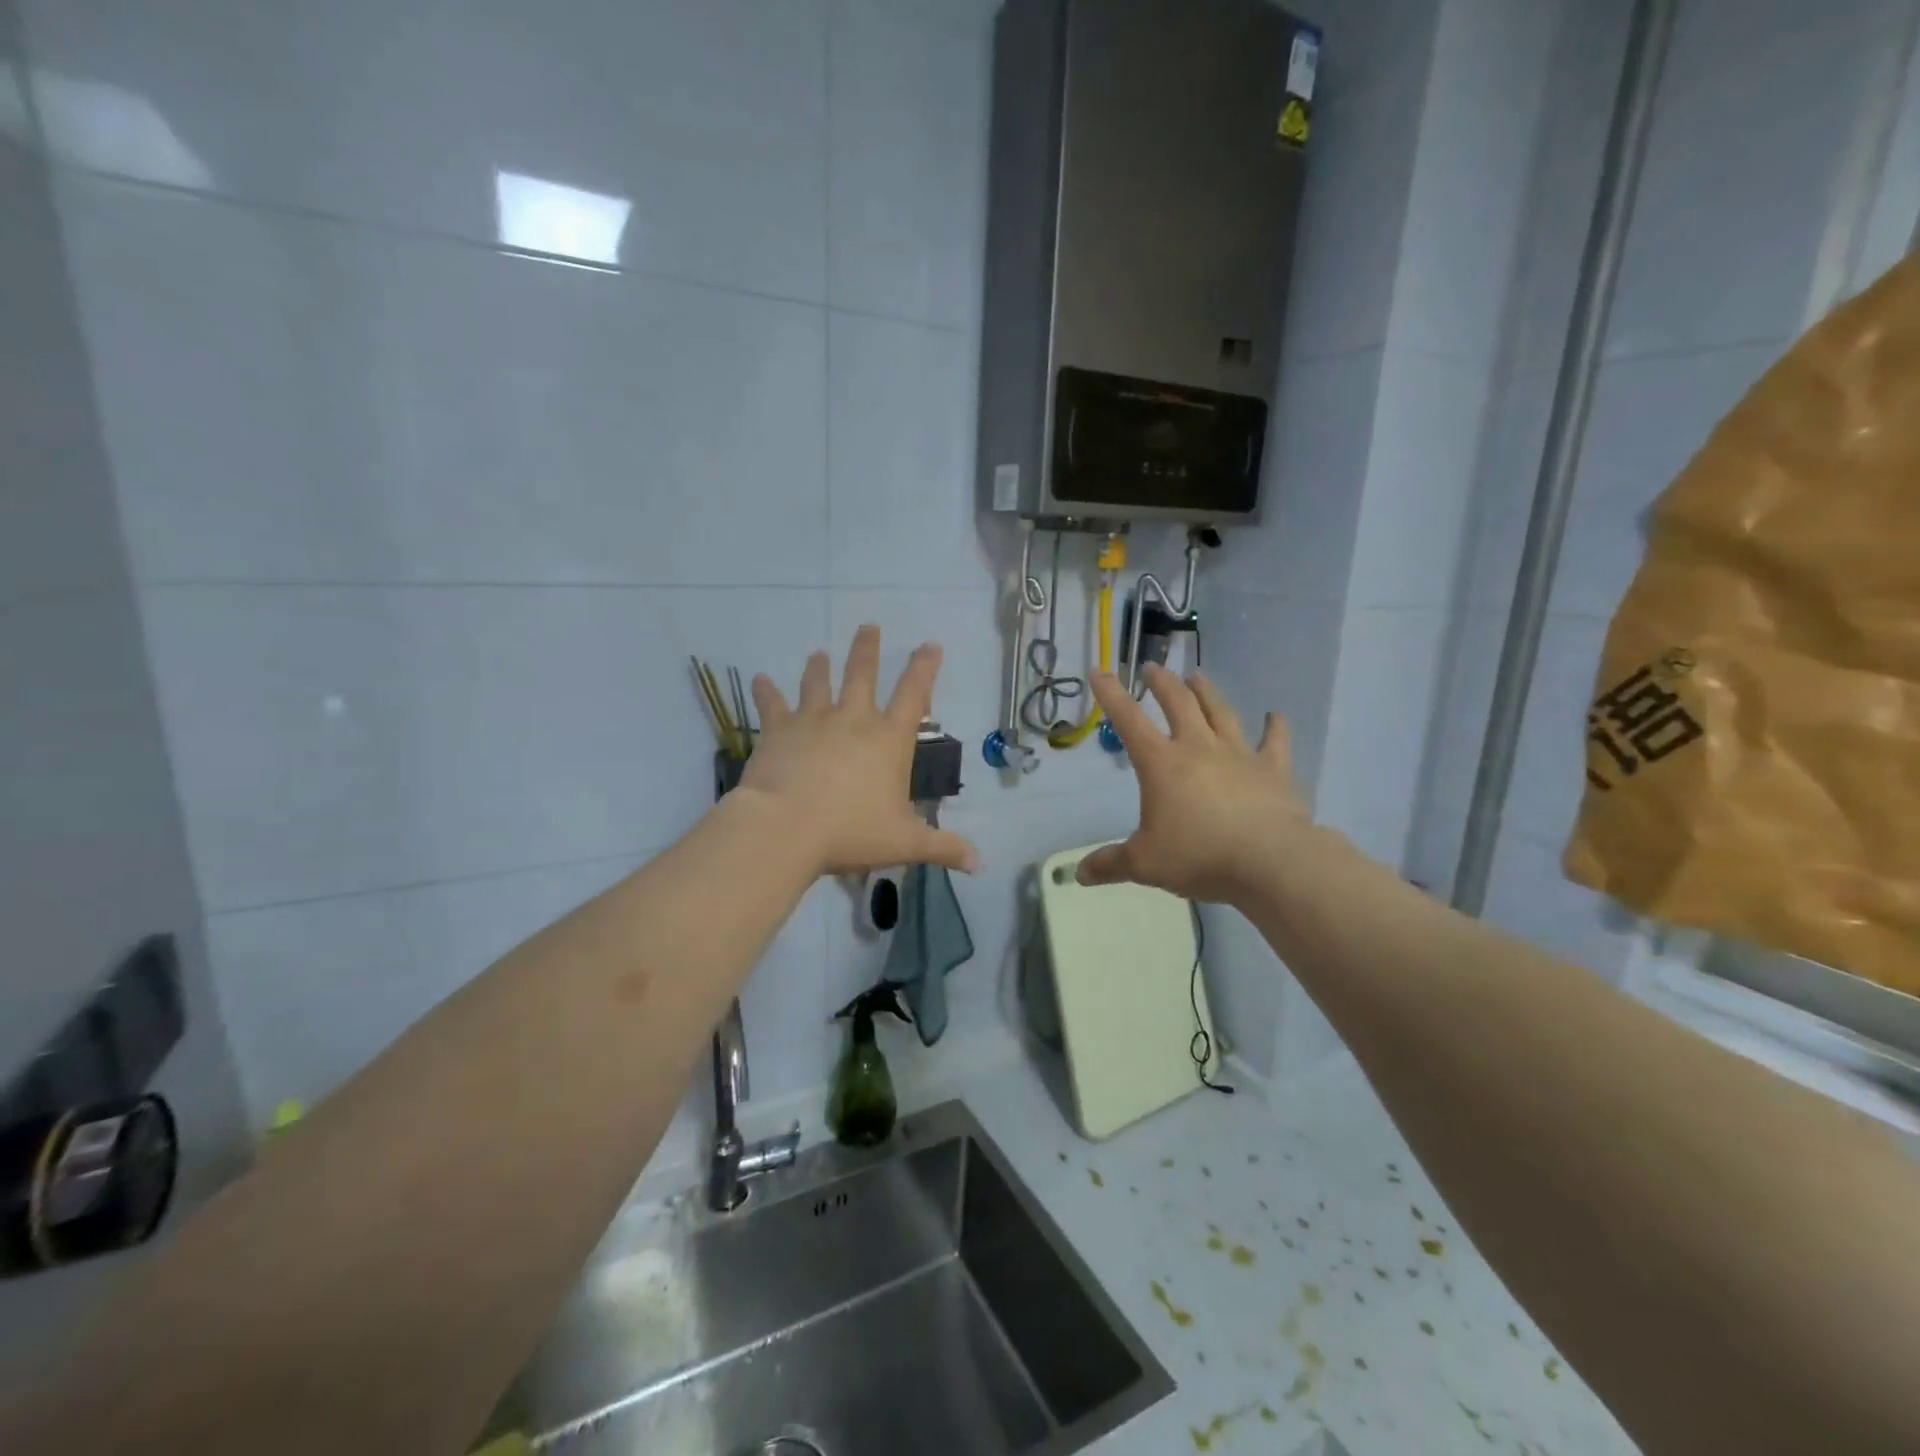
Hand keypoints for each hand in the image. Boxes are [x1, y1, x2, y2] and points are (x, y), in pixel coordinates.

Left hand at [740, 625, 977, 877]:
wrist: (786, 828)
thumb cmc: (851, 833)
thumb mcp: (904, 843)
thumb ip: (942, 848)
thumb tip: (979, 863)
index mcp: (888, 740)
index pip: (914, 695)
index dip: (925, 668)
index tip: (931, 643)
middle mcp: (853, 720)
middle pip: (862, 675)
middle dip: (867, 650)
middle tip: (868, 626)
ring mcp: (813, 721)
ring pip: (818, 683)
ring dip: (819, 666)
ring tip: (818, 652)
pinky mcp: (778, 731)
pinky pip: (772, 705)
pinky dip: (766, 691)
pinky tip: (758, 678)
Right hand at [1077, 665, 1311, 904]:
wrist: (1270, 861)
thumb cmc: (1199, 856)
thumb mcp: (1144, 864)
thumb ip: (1110, 864)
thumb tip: (1079, 875)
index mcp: (1161, 764)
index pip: (1129, 720)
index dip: (1111, 695)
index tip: (1100, 672)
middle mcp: (1198, 748)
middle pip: (1178, 704)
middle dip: (1162, 683)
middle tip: (1153, 668)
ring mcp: (1239, 755)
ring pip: (1221, 712)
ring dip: (1207, 693)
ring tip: (1198, 676)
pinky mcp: (1274, 769)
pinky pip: (1275, 741)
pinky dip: (1276, 727)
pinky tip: (1276, 716)